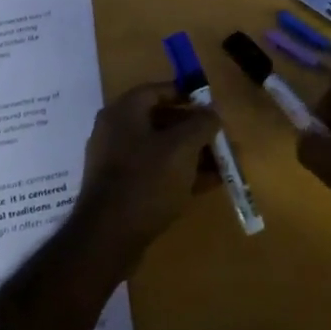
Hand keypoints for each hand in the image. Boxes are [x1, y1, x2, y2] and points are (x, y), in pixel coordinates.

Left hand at [76, 83, 224, 260]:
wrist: (107, 239)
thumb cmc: (146, 180)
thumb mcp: (182, 147)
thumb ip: (202, 123)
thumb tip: (212, 112)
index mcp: (124, 112)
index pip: (158, 90)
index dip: (186, 94)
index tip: (210, 106)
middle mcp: (116, 132)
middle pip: (162, 121)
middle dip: (195, 129)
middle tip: (220, 138)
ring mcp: (116, 163)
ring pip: (162, 150)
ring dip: (192, 154)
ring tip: (223, 164)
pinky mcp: (121, 190)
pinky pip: (156, 172)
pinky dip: (180, 174)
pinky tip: (208, 183)